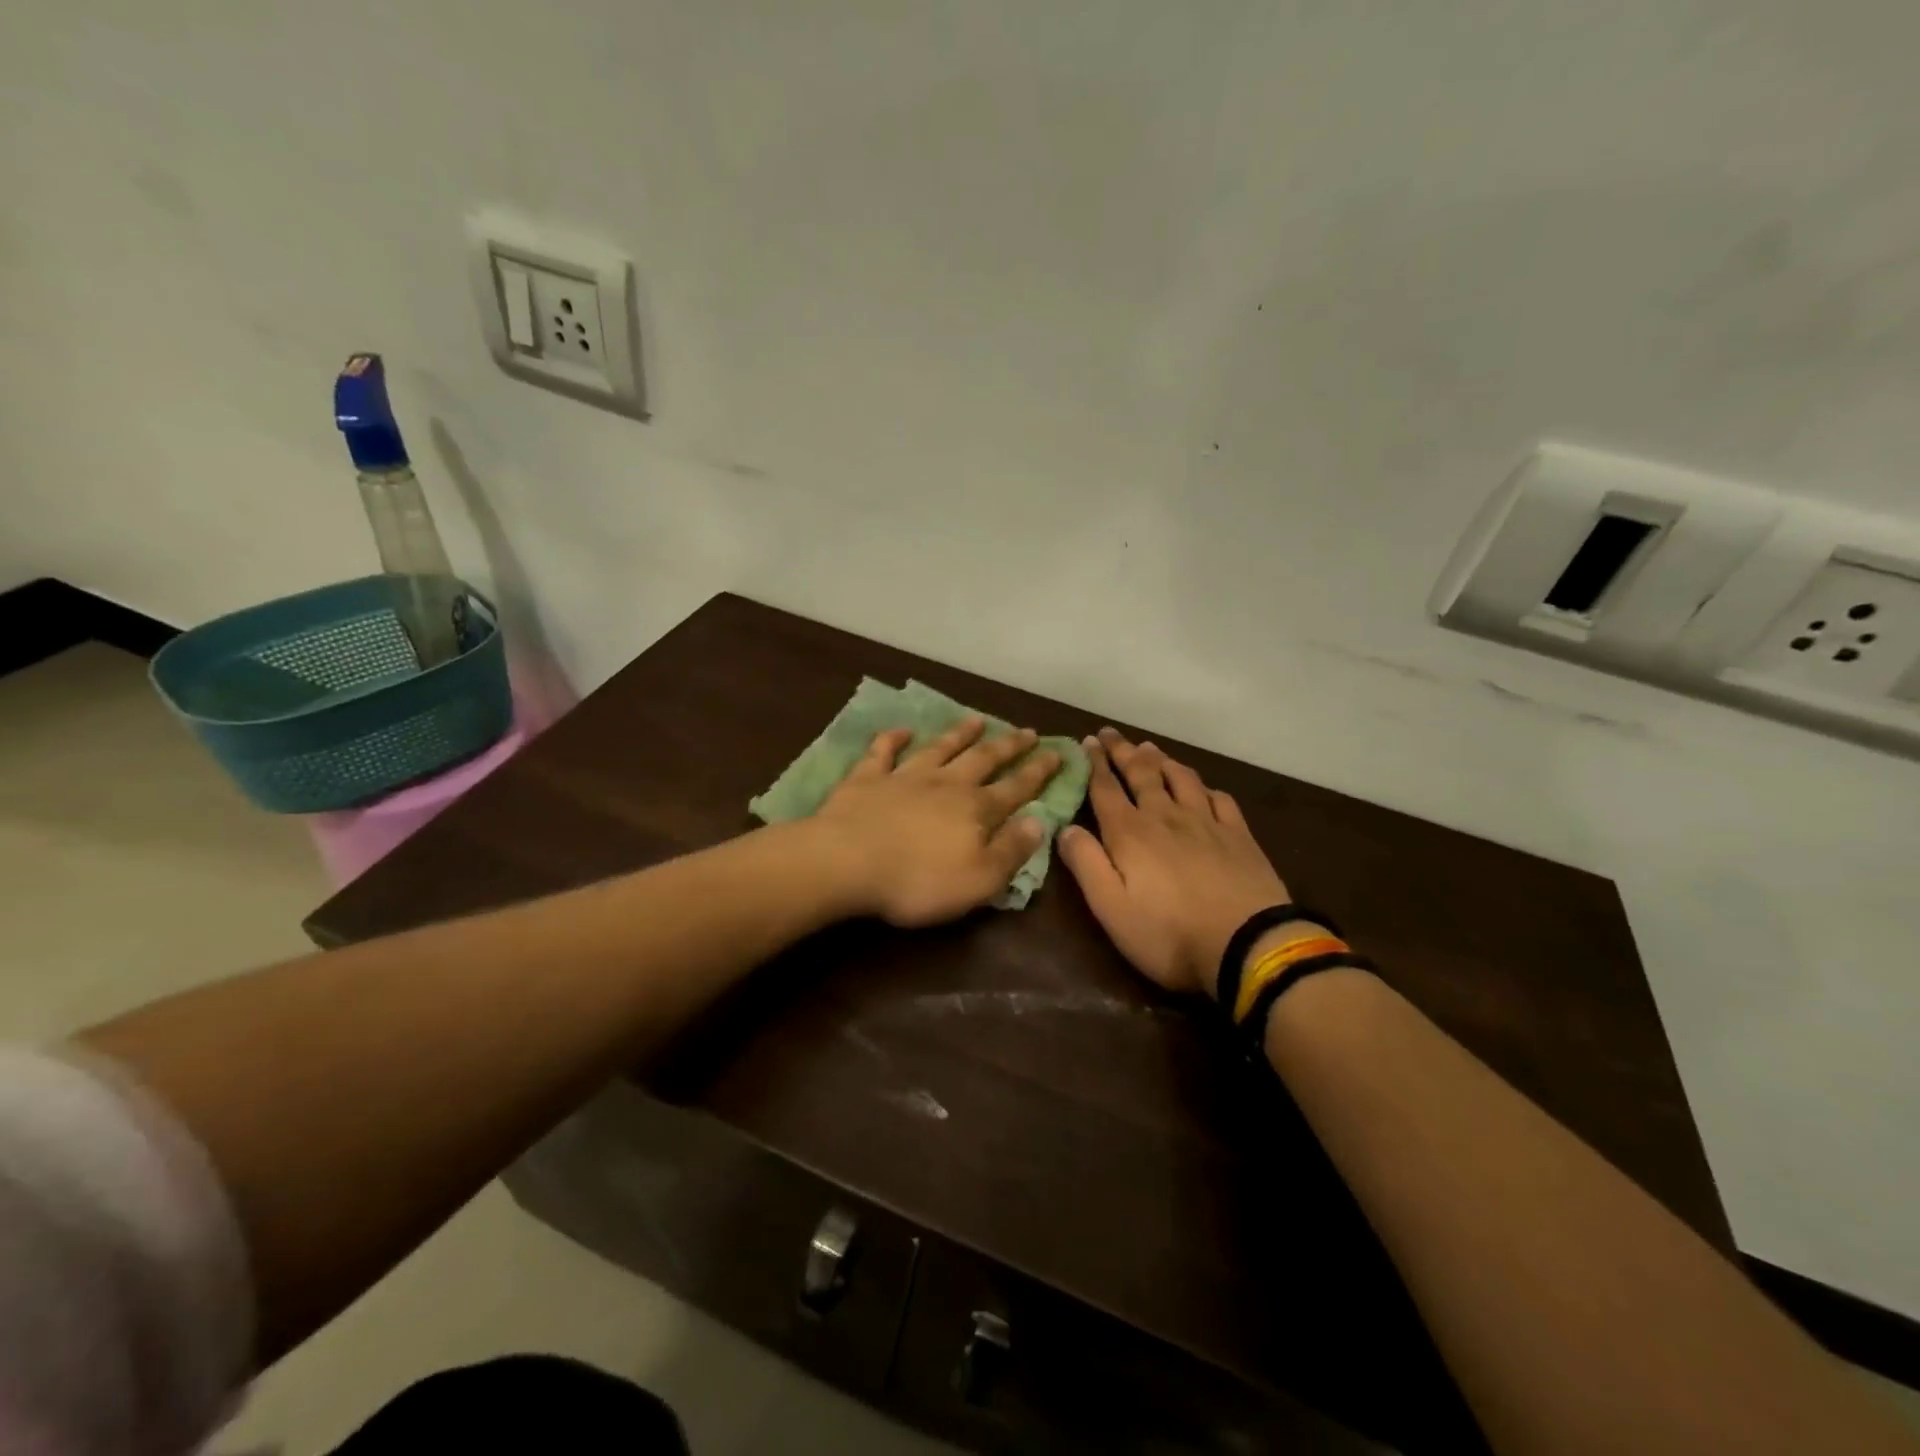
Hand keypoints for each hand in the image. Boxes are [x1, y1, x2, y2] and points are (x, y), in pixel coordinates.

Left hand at [813, 718, 1062, 927]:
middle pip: (982, 759)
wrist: (846, 863)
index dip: (1038, 772)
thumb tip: (1040, 822)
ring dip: (958, 733)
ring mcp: (904, 777)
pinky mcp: (866, 779)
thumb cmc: (917, 880)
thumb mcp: (979, 879)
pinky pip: (882, 752)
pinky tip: (900, 730)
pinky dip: (892, 738)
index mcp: (975, 810)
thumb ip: (1011, 851)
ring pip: (938, 748)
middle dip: (1007, 746)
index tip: (1057, 753)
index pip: (1015, 788)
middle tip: (1027, 731)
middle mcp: (945, 784)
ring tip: (976, 719)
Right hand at [1057, 728, 1290, 998]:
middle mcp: (1166, 817)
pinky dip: (1205, 787)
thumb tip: (1065, 828)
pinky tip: (1202, 788)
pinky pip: (1219, 799)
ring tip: (1151, 749)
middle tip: (1111, 733)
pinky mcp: (1239, 835)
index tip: (1087, 741)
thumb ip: (1086, 864)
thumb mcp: (1111, 908)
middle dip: (1123, 752)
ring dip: (1162, 761)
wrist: (1248, 944)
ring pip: (1181, 779)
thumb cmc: (1169, 934)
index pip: (1106, 789)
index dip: (1094, 764)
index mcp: (1130, 834)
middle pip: (1142, 774)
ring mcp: (1206, 823)